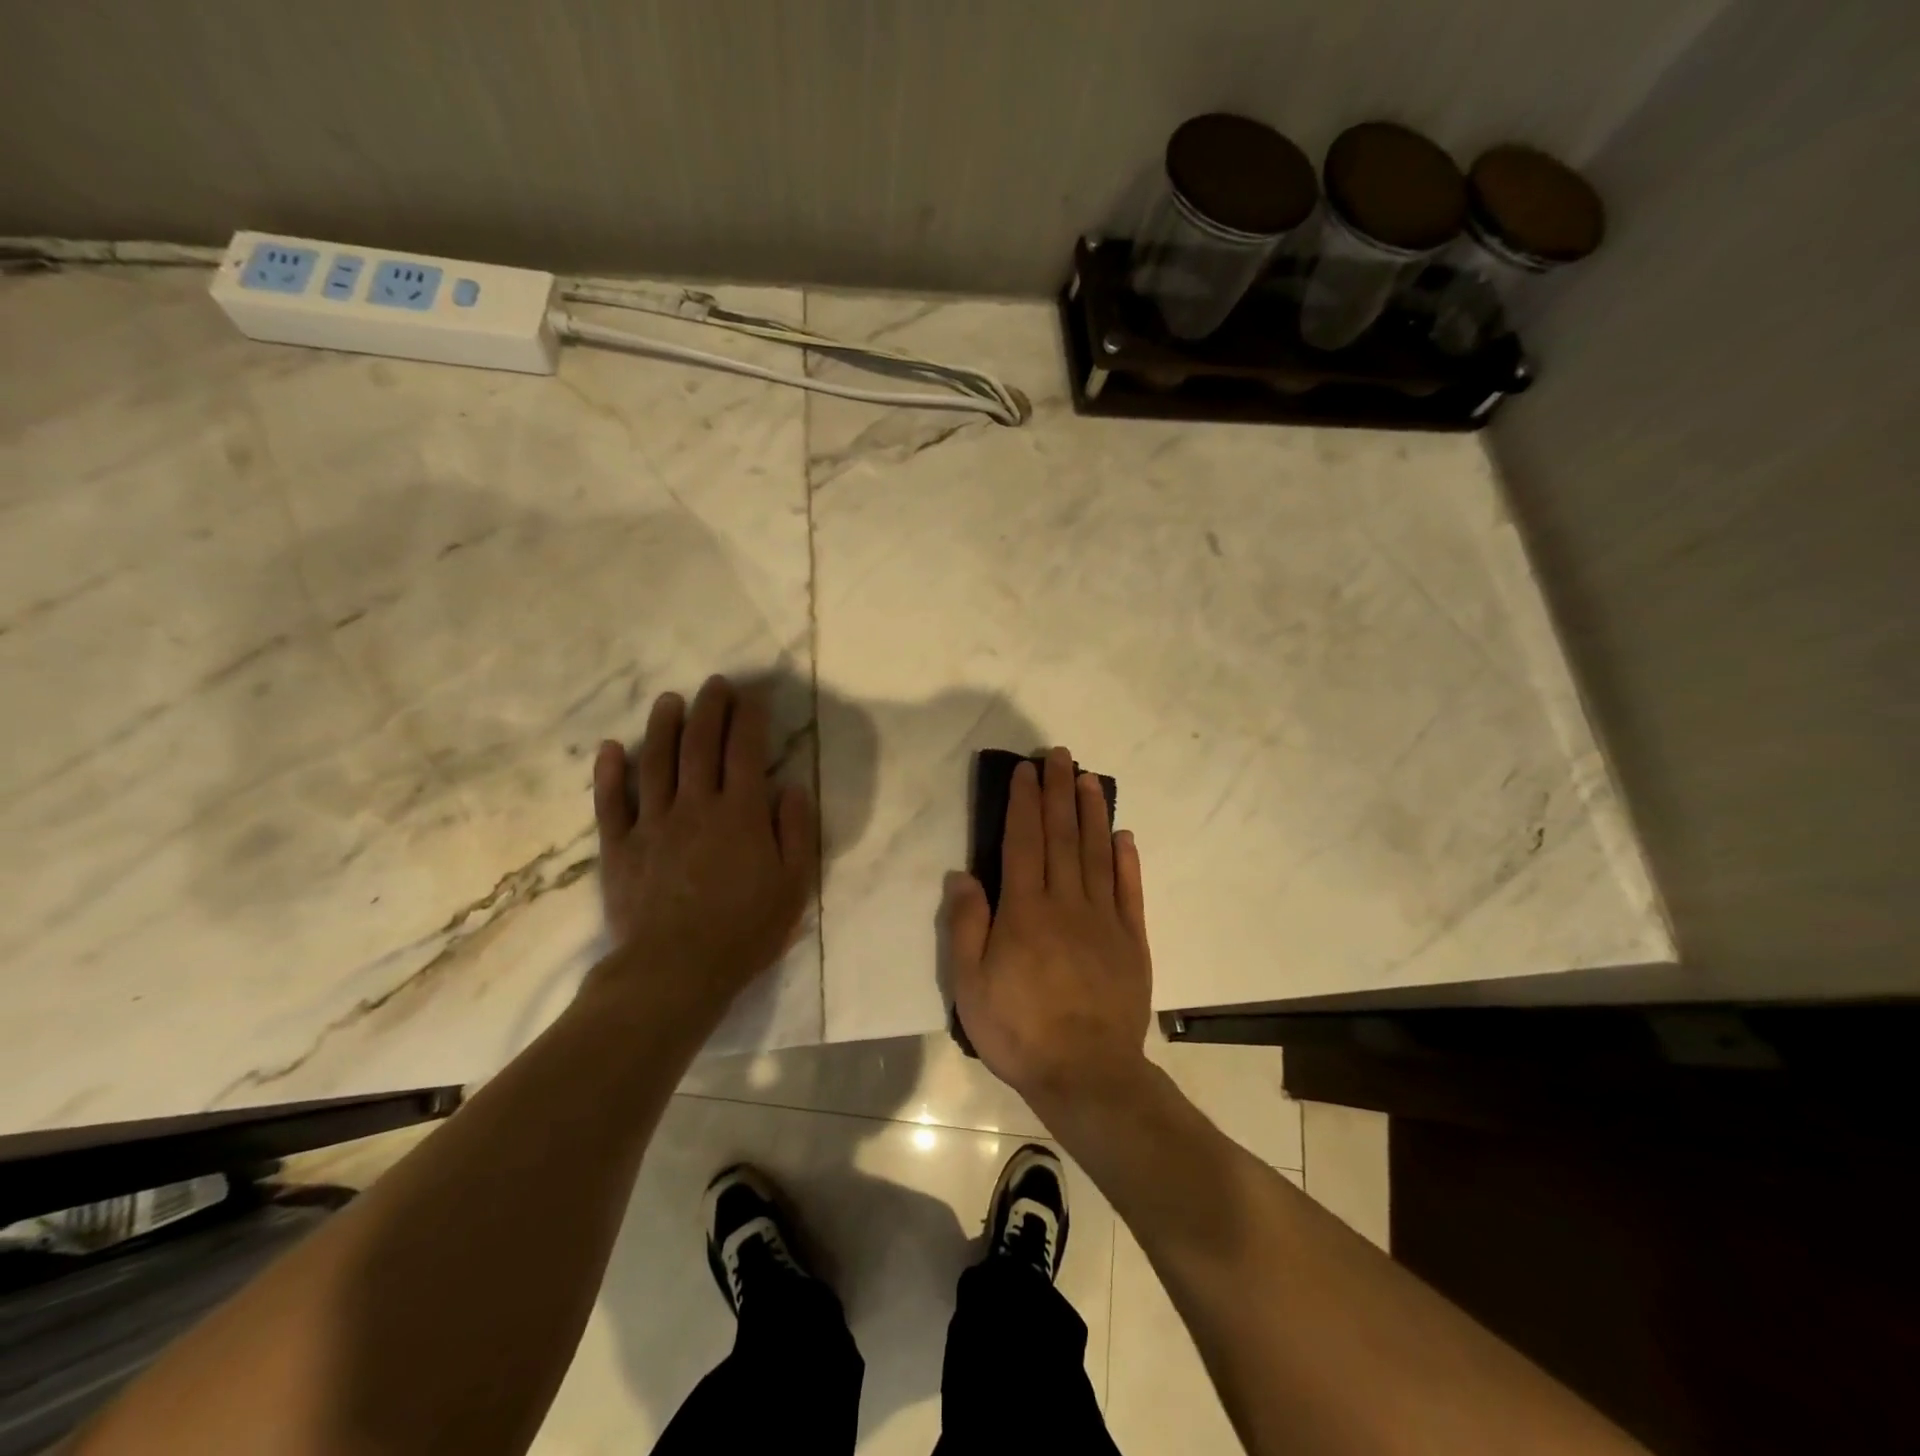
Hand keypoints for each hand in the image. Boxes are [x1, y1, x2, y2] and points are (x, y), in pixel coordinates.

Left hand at [589, 676, 815, 1007]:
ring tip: (669, 700)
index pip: (745, 751)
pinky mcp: (619, 847)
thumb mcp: (794, 885)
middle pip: (700, 745)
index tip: (752, 695)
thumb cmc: (744, 930)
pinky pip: (611, 802)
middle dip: (709, 709)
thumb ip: (797, 831)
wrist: (675, 971)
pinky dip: (609, 773)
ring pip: (655, 762)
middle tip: (715, 684)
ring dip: (662, 726)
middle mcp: (695, 806)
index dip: (749, 718)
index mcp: (740, 813)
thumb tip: (792, 787)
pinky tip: (611, 748)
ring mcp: (652, 824)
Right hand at [944, 747, 1152, 1109]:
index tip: (1025, 771)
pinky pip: (1129, 890)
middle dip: (1058, 792)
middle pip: (1062, 836)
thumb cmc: (1019, 1030)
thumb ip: (967, 926)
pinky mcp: (1132, 940)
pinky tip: (1123, 835)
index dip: (1024, 803)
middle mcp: (1067, 903)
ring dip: (1092, 813)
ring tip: (1088, 779)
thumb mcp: (970, 985)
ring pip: (1097, 853)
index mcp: (1025, 911)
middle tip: (1059, 755)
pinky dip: (1126, 860)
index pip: (1023, 842)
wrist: (1087, 1074)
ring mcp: (1104, 920)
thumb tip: (963, 875)